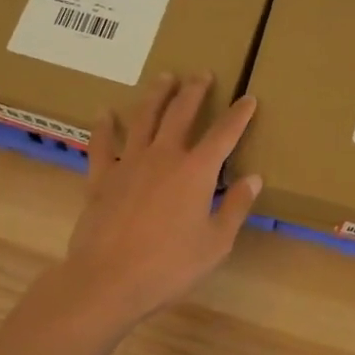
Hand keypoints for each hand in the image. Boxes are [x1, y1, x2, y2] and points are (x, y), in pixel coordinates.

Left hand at [55, 72, 261, 327]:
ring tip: (164, 77)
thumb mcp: (215, 243)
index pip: (224, 134)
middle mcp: (164, 156)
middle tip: (201, 73)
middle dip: (194, 91)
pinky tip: (105, 113)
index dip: (239, 114)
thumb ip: (235, 207)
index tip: (248, 98)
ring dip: (156, 95)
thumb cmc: (169, 266)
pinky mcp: (101, 177)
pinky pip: (102, 144)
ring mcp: (129, 163)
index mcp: (196, 171)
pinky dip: (104, 127)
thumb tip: (253, 178)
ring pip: (144, 118)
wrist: (107, 281)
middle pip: (181, 113)